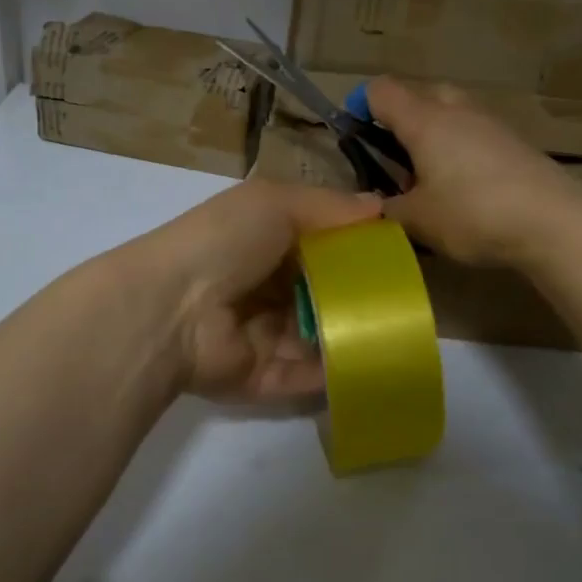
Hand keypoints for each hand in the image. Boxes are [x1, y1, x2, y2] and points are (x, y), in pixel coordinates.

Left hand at [129, 179, 382, 401]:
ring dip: (354, 335)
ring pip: (319, 336)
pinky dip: (337, 372)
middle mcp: (263, 288)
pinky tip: (379, 364)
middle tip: (411, 297)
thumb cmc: (224, 243)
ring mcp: (261, 336)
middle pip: (321, 293)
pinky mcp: (262, 378)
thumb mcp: (274, 203)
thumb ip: (328, 206)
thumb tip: (380, 205)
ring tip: (406, 333)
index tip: (399, 252)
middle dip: (360, 295)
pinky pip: (307, 376)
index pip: (318, 246)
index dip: (355, 247)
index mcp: (262, 243)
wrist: (170, 308)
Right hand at [367, 77, 581, 267]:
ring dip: (434, 134)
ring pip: (451, 112)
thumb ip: (389, 208)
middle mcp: (456, 110)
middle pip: (419, 93)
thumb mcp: (418, 220)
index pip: (381, 91)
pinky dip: (461, 148)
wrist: (555, 221)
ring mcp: (490, 123)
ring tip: (430, 177)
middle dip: (402, 118)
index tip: (357, 139)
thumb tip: (379, 204)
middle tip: (396, 158)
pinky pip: (475, 132)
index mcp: (424, 120)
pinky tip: (465, 187)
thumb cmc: (473, 214)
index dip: (361, 107)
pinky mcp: (515, 142)